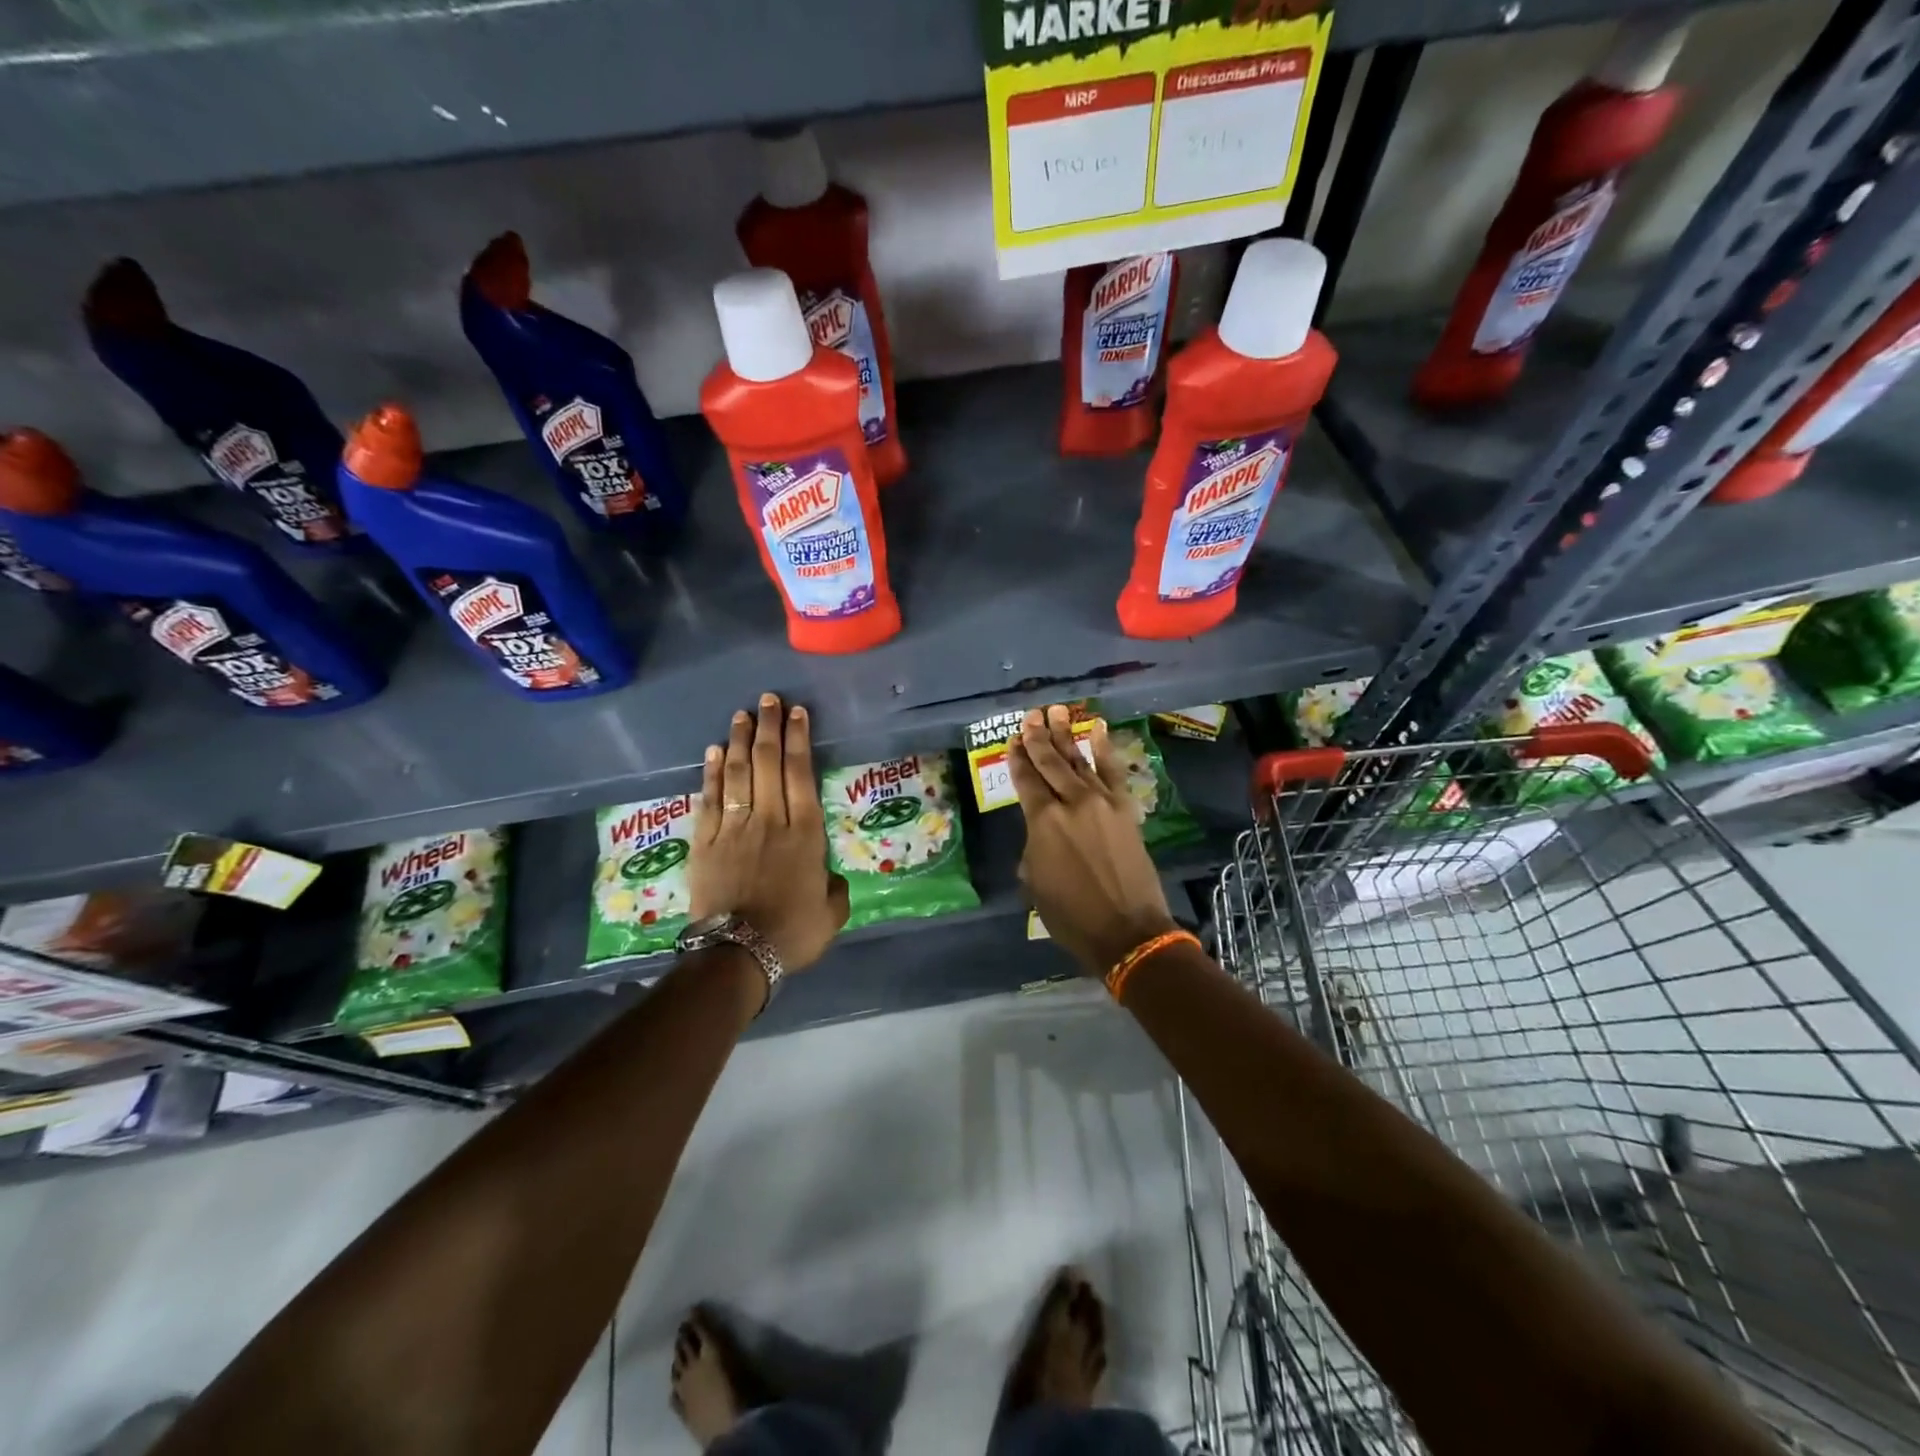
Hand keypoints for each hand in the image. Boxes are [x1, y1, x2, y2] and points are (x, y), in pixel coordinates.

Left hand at [689, 693, 848, 971]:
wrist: (737, 954)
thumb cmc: (792, 933)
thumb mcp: (831, 914)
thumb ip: (835, 890)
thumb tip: (829, 878)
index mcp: (805, 834)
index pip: (801, 774)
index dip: (799, 740)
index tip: (797, 713)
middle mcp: (770, 820)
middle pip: (767, 763)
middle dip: (769, 728)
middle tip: (768, 700)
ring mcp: (733, 828)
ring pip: (736, 774)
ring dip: (739, 741)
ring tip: (742, 715)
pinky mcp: (705, 842)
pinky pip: (709, 799)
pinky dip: (710, 773)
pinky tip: (712, 752)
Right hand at [1010, 705, 1177, 976]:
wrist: (1127, 930)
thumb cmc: (1071, 915)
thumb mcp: (1035, 883)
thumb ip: (1033, 847)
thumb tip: (1042, 834)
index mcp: (1042, 822)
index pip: (1026, 780)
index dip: (1018, 758)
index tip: (1013, 739)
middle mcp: (1071, 803)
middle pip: (1051, 762)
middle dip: (1038, 737)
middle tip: (1030, 715)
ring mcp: (1102, 802)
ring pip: (1079, 760)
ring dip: (1065, 734)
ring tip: (1055, 711)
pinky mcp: (1125, 808)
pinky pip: (1113, 771)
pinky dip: (1104, 748)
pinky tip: (1096, 728)